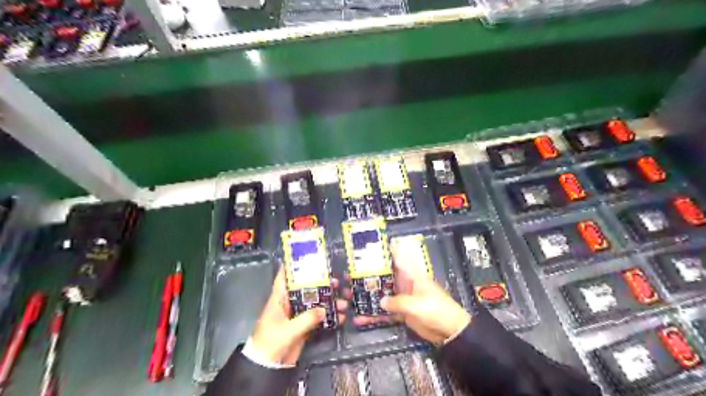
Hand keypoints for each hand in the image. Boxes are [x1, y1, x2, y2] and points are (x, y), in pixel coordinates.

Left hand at [249, 267, 348, 364]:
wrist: (267, 367)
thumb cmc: (271, 343)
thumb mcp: (287, 330)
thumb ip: (306, 319)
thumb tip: (324, 309)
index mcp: (279, 300)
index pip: (284, 278)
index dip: (293, 266)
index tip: (308, 257)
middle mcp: (289, 304)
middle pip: (305, 289)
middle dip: (321, 284)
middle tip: (337, 281)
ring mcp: (297, 315)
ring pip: (314, 303)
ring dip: (329, 302)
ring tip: (344, 301)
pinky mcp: (303, 326)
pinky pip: (317, 318)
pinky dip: (329, 317)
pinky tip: (341, 317)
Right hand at [351, 252, 467, 345]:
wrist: (449, 331)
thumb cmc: (437, 310)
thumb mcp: (417, 304)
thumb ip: (398, 302)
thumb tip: (380, 301)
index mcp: (412, 276)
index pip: (398, 259)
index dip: (386, 251)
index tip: (370, 246)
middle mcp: (405, 284)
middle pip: (384, 277)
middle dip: (368, 276)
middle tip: (349, 276)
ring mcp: (402, 299)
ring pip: (382, 294)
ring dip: (368, 296)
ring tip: (349, 296)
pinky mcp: (402, 313)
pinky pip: (385, 312)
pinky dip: (375, 315)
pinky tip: (360, 319)